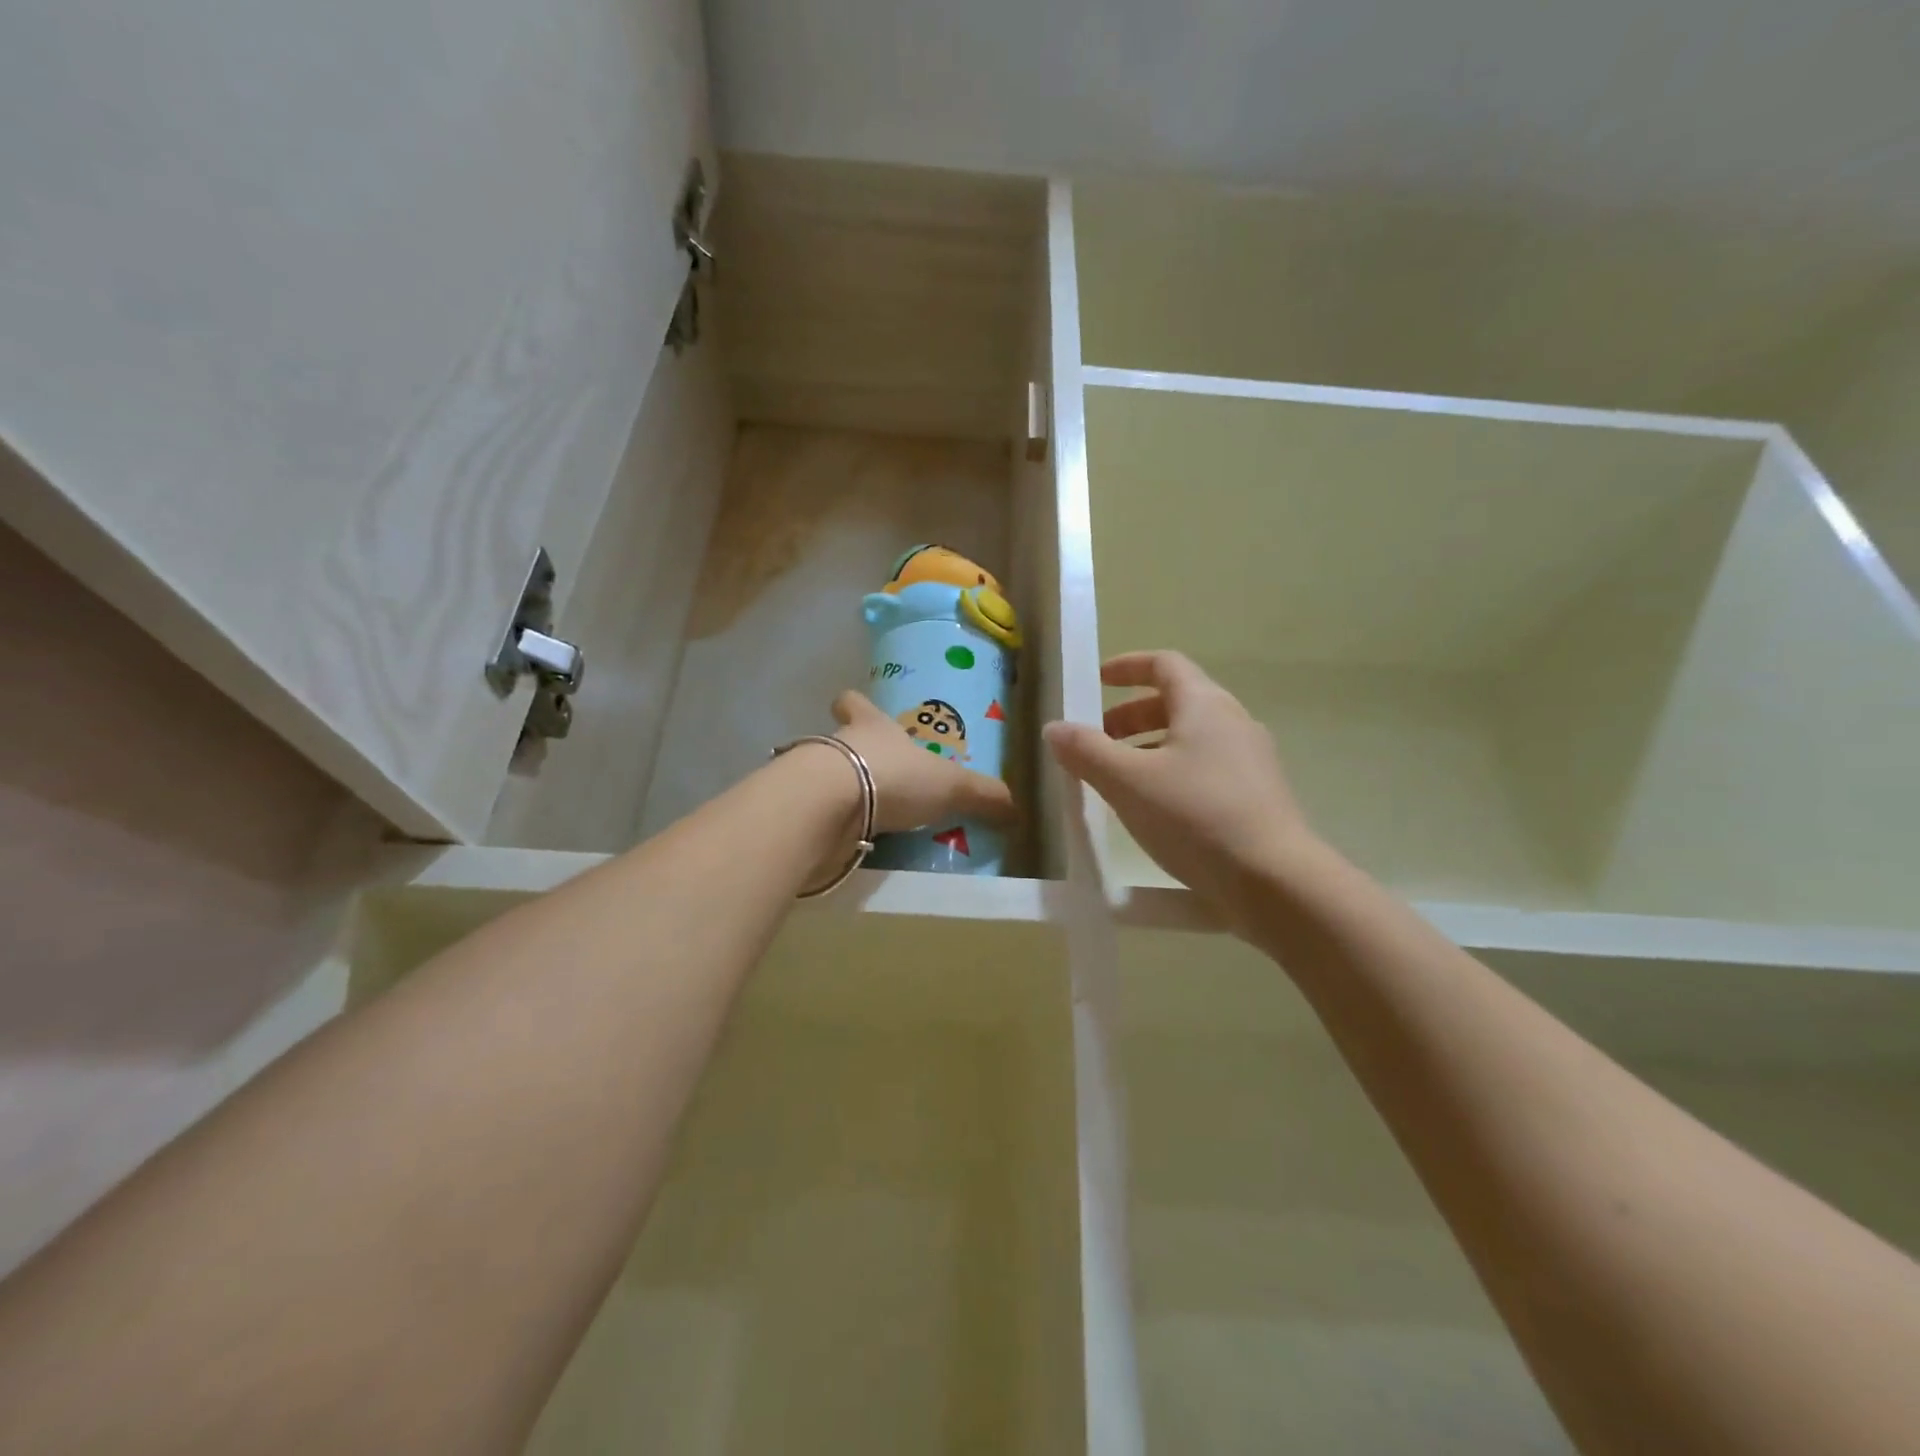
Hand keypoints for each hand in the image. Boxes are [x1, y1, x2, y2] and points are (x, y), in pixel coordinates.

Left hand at [832, 691, 1016, 834]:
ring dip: (843, 793)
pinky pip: (821, 815)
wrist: (830, 806)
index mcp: (872, 727)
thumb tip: (1016, 809)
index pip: (854, 703)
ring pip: (826, 777)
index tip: (853, 706)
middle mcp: (838, 744)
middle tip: (873, 774)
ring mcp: (815, 778)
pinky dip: (833, 825)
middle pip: (837, 740)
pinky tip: (850, 842)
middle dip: (852, 755)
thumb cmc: (892, 776)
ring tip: (867, 816)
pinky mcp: (804, 812)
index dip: (855, 705)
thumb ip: (981, 795)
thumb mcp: (950, 785)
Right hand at [1043, 651, 1319, 922]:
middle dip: (1131, 716)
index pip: (1164, 664)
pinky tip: (1156, 808)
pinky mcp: (1258, 795)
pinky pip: (1207, 767)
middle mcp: (1233, 721)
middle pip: (1177, 701)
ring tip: (1119, 778)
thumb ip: (1087, 752)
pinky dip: (1173, 771)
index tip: (1097, 681)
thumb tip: (1054, 728)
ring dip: (1150, 747)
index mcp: (1204, 704)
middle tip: (1098, 740)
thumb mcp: (1128, 782)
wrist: (1275, 882)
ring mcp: (1251, 759)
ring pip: (1192, 737)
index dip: (1127, 667)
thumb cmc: (1196, 817)